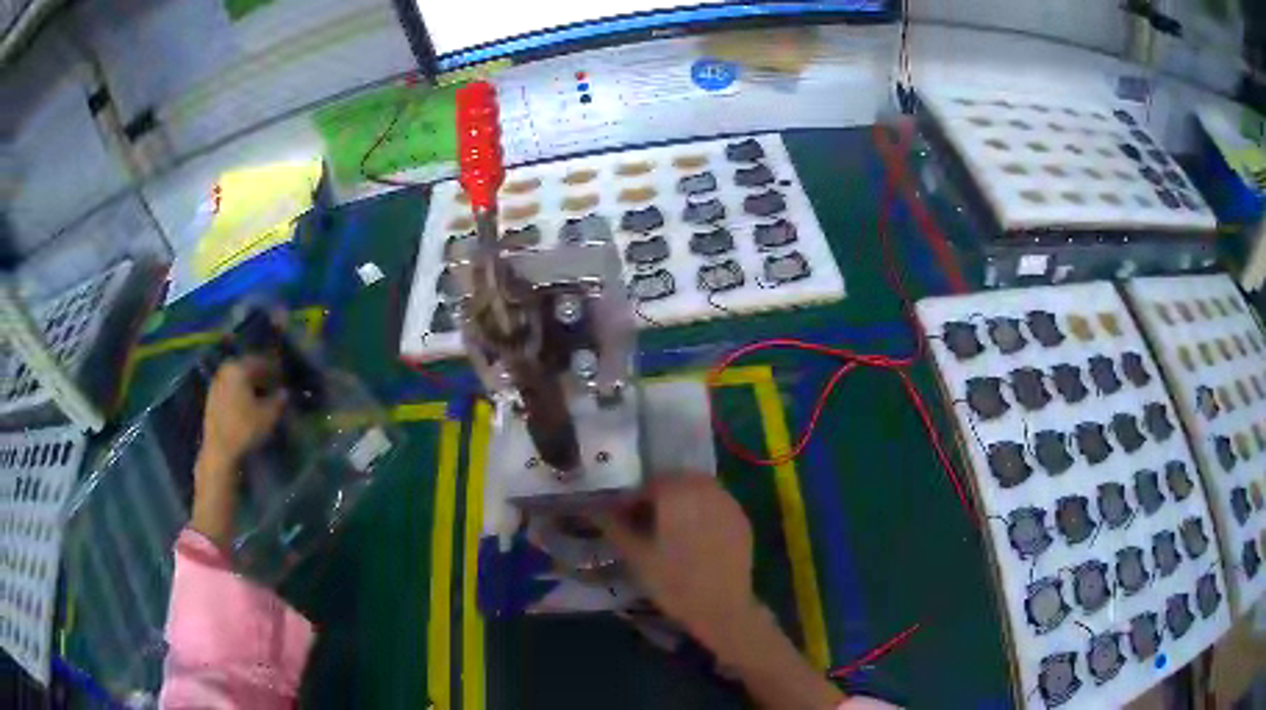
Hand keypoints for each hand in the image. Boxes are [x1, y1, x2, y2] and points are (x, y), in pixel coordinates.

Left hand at [191, 356, 286, 547]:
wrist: (219, 451)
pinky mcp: (211, 398)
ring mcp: (216, 383)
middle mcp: (226, 370)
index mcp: (239, 368)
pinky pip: (230, 388)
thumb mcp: (269, 416)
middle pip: (247, 368)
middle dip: (261, 375)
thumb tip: (284, 392)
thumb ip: (278, 400)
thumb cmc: (245, 429)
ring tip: (261, 396)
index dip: (274, 369)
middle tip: (273, 385)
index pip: (260, 362)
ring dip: (249, 384)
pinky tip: (247, 404)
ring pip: (237, 378)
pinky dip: (240, 392)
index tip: (283, 377)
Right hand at [593, 476, 759, 651]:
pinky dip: (702, 511)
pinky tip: (695, 537)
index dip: (633, 501)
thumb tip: (594, 510)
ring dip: (682, 501)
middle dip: (659, 497)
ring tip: (671, 530)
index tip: (625, 520)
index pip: (649, 484)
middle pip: (676, 481)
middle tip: (647, 523)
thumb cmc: (673, 582)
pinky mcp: (742, 518)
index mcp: (676, 492)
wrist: (722, 607)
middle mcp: (705, 489)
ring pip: (699, 489)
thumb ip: (614, 527)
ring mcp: (728, 502)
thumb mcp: (636, 556)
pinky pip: (716, 504)